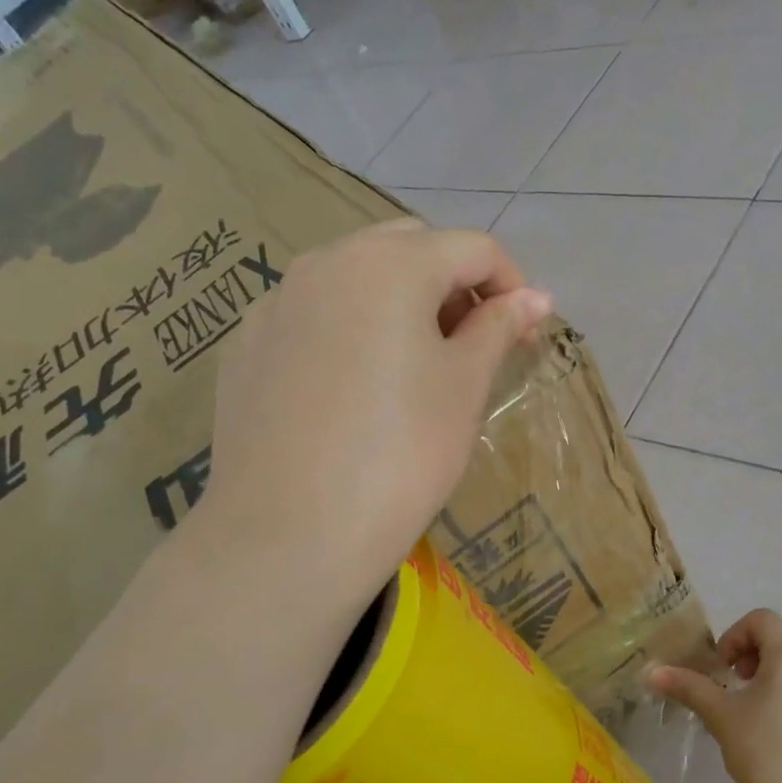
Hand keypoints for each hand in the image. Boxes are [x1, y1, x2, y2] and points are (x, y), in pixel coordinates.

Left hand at [199, 218, 551, 613]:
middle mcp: (325, 262)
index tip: (525, 336)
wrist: (290, 535)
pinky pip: (311, 316)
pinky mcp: (246, 346)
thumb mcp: (463, 388)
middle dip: (452, 285)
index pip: (472, 248)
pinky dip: (347, 331)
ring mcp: (276, 303)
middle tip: (472, 347)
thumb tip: (535, 298)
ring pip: (354, 279)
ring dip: (398, 304)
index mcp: (389, 264)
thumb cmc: (401, 457)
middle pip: (408, 249)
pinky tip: (352, 391)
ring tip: (414, 369)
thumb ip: (498, 328)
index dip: (512, 285)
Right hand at [648, 610, 781, 782]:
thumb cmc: (768, 755)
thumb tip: (650, 672)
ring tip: (757, 703)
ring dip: (781, 665)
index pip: (763, 619)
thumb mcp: (722, 718)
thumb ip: (689, 688)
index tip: (721, 669)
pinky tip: (778, 725)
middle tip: (740, 677)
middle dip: (761, 644)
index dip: (735, 635)